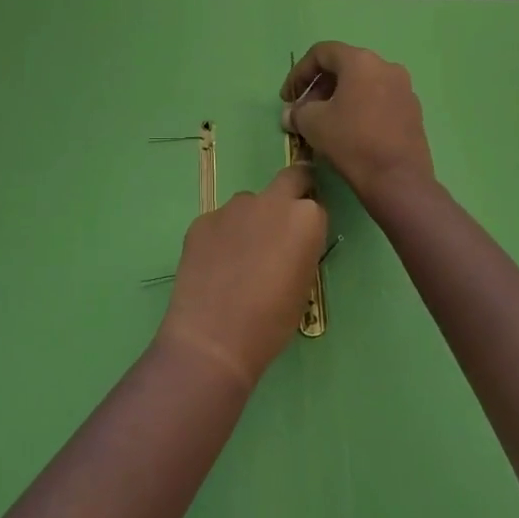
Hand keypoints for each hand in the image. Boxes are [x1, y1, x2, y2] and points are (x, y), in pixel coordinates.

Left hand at [156, 165, 326, 389]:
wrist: (213, 337)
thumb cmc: (271, 322)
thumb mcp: (303, 286)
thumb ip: (300, 250)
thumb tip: (289, 243)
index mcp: (305, 218)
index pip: (315, 206)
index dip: (310, 223)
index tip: (302, 241)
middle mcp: (270, 202)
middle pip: (288, 180)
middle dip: (290, 194)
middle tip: (281, 227)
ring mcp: (232, 208)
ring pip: (248, 204)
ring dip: (250, 221)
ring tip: (239, 260)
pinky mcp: (202, 220)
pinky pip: (220, 222)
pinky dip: (222, 237)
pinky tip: (215, 267)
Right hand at [281, 42, 435, 200]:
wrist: (397, 179)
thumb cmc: (351, 141)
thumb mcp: (312, 123)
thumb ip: (297, 112)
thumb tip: (291, 114)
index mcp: (361, 61)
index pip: (322, 53)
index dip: (299, 73)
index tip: (288, 98)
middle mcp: (386, 67)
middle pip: (344, 67)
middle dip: (318, 88)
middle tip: (304, 112)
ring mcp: (404, 89)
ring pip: (362, 84)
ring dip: (338, 99)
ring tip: (324, 123)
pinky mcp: (413, 111)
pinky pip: (379, 100)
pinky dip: (359, 109)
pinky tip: (349, 133)